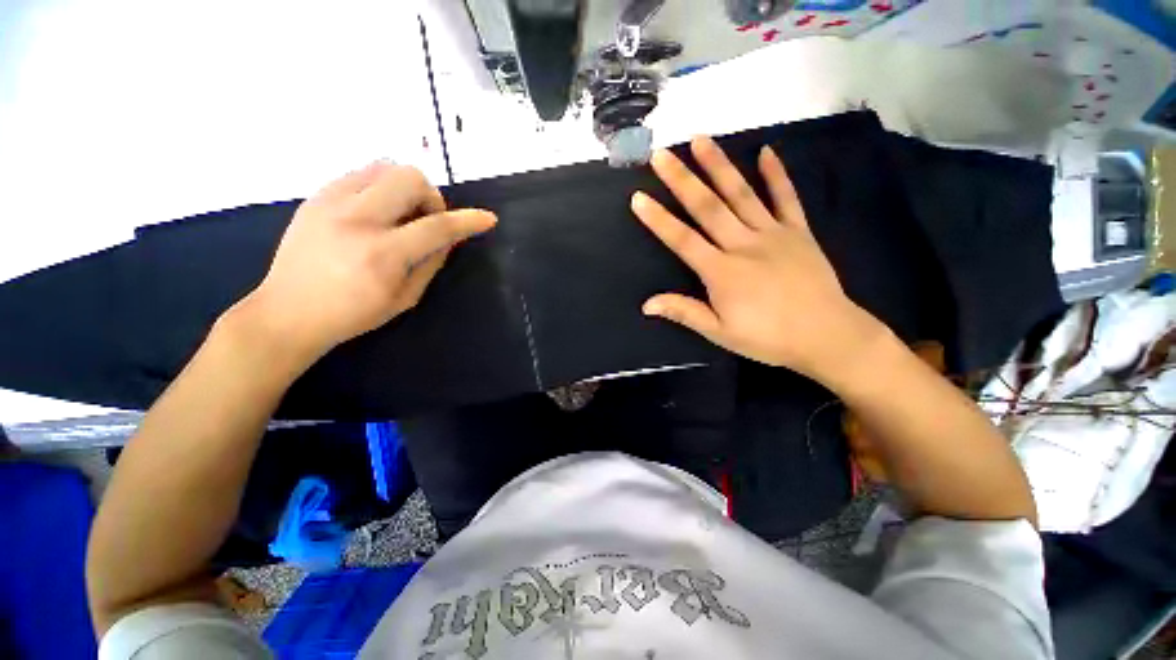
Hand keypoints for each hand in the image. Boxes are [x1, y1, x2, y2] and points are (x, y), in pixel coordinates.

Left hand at [238, 161, 495, 365]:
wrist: (288, 312)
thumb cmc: (354, 314)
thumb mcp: (405, 297)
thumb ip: (432, 261)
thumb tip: (451, 236)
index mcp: (383, 254)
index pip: (437, 227)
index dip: (468, 221)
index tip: (487, 218)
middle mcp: (357, 219)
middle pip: (410, 178)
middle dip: (431, 197)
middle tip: (426, 220)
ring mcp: (331, 202)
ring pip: (385, 167)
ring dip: (406, 188)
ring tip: (401, 215)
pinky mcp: (316, 196)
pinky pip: (361, 174)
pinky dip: (381, 188)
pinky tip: (377, 212)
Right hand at [631, 137, 885, 384]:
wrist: (826, 336)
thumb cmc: (767, 338)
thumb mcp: (719, 333)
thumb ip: (684, 313)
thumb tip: (647, 305)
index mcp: (722, 272)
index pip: (682, 240)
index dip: (658, 220)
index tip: (638, 198)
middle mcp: (744, 245)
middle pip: (708, 207)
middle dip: (682, 180)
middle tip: (662, 154)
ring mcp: (774, 233)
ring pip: (742, 194)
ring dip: (719, 166)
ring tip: (700, 139)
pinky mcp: (798, 231)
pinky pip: (787, 198)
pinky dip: (776, 174)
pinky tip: (766, 151)